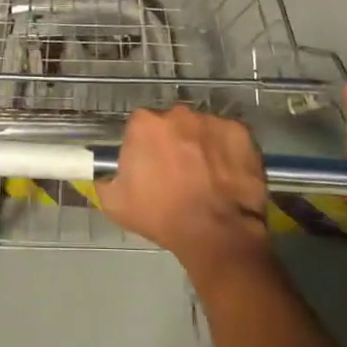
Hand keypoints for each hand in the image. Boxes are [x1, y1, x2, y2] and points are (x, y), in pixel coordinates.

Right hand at [97, 104, 271, 272]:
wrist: (216, 233)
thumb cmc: (162, 216)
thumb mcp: (115, 204)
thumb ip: (106, 180)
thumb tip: (107, 174)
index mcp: (144, 124)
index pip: (140, 128)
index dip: (144, 148)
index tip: (150, 169)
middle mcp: (177, 113)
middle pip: (171, 124)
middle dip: (173, 143)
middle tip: (179, 174)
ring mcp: (211, 120)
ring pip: (200, 129)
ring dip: (200, 146)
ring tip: (206, 177)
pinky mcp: (240, 132)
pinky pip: (228, 138)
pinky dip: (227, 152)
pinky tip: (227, 175)